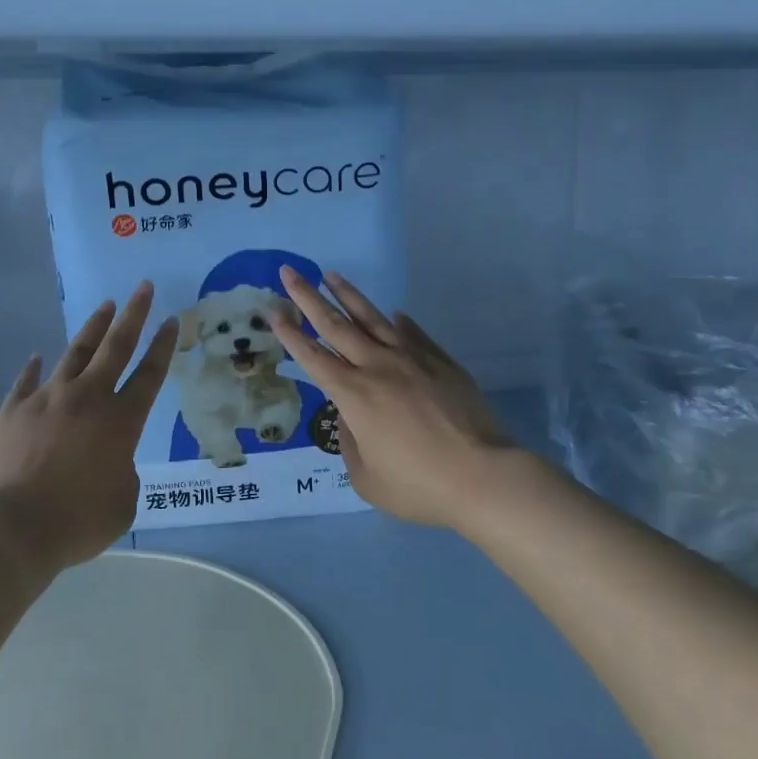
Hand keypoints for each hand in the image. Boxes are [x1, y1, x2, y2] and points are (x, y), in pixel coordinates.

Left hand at [0, 283, 176, 574]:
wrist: (14, 528)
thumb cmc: (78, 521)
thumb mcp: (123, 504)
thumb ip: (124, 472)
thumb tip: (111, 460)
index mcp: (121, 421)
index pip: (150, 374)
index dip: (163, 346)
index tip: (171, 320)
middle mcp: (88, 398)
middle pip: (116, 346)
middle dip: (133, 314)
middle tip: (143, 287)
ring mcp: (48, 399)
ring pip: (76, 353)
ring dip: (93, 328)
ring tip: (105, 306)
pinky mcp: (14, 409)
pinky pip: (27, 381)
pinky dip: (34, 368)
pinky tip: (38, 356)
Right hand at [270, 267, 521, 530]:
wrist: (482, 475)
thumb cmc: (419, 485)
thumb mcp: (368, 479)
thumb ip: (350, 444)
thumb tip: (350, 417)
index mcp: (354, 395)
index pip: (313, 357)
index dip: (291, 334)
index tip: (274, 311)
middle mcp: (377, 367)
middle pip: (335, 325)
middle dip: (308, 297)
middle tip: (290, 272)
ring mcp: (412, 359)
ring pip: (373, 318)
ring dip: (348, 295)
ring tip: (331, 275)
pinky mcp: (440, 361)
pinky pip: (414, 334)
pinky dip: (399, 322)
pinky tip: (394, 313)